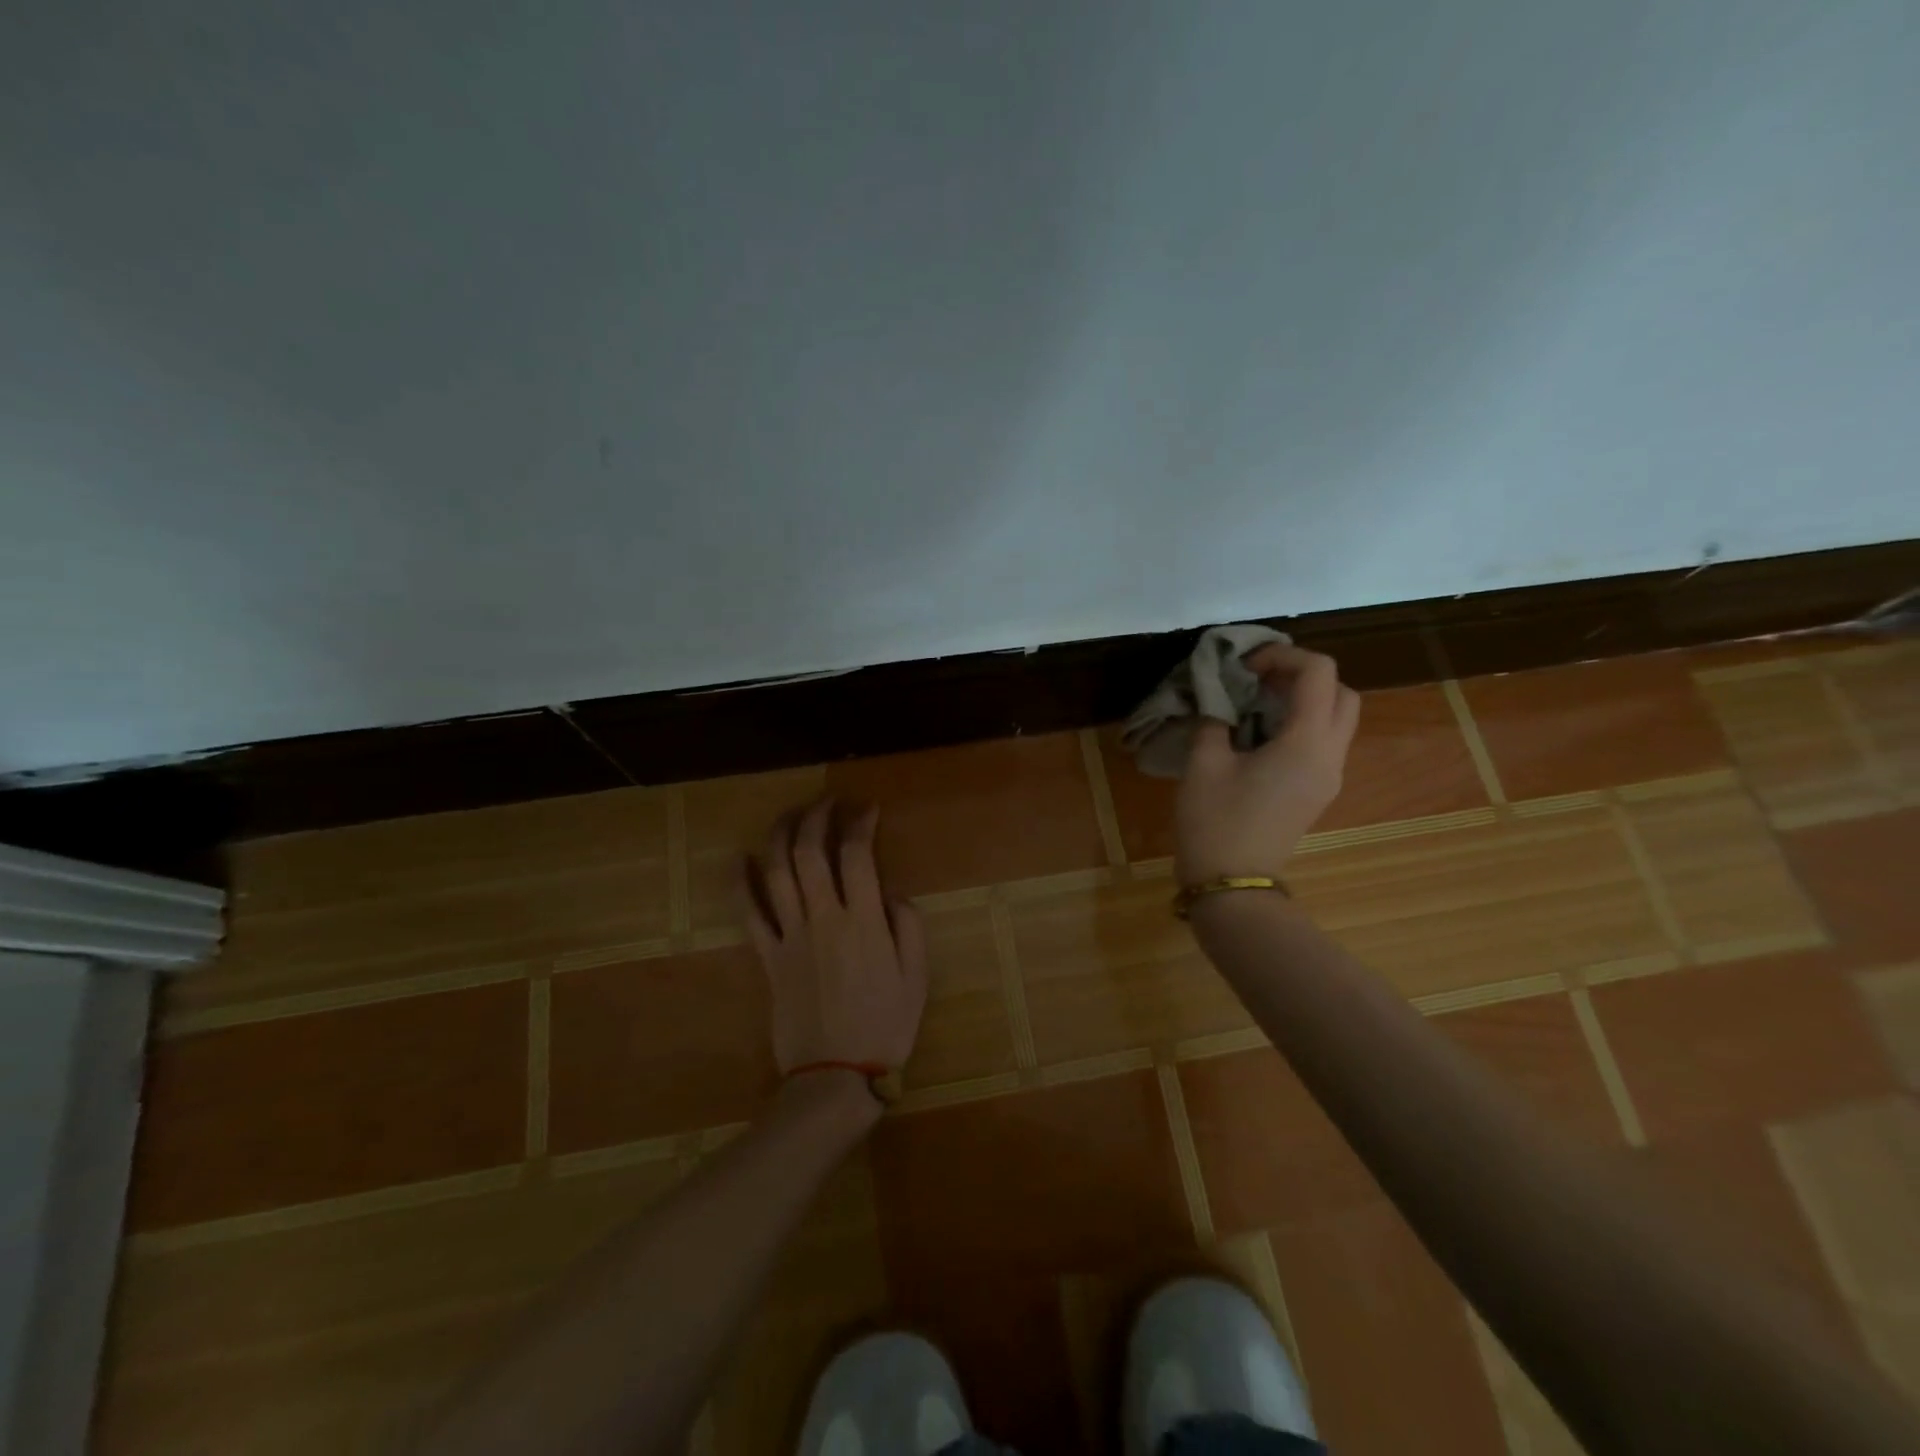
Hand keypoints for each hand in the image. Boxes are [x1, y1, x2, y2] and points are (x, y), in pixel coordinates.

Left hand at [747, 799, 928, 1075]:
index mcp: (863, 922)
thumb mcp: (917, 978)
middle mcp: (823, 918)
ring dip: (781, 835)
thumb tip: (891, 891)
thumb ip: (908, 926)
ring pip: (777, 872)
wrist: (834, 1077)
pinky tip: (739, 858)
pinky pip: (748, 913)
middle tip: (827, 802)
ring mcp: (790, 936)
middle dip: (817, 816)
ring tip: (790, 814)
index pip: (857, 855)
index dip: (860, 824)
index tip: (868, 809)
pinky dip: (740, 883)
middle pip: (810, 852)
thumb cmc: (885, 1027)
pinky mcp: (768, 957)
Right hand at [1174, 644, 1361, 884]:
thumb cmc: (1215, 822)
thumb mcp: (1203, 763)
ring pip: (1337, 718)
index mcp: (1307, 743)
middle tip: (1257, 680)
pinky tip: (1259, 733)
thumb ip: (1214, 718)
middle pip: (1342, 693)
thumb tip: (1217, 696)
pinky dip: (1300, 723)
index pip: (1318, 673)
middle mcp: (1330, 756)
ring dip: (1304, 699)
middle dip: (1302, 675)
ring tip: (1255, 703)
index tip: (1243, 666)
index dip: (1282, 655)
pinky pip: (1323, 742)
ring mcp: (1328, 777)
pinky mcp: (1317, 792)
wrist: (1231, 885)